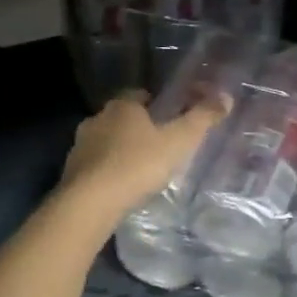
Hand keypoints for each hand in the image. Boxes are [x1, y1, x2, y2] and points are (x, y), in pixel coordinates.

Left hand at [58, 92, 229, 224]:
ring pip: (106, 141)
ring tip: (141, 168)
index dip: (156, 104)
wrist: (90, 202)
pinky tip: (121, 186)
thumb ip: (202, 119)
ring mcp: (80, 145)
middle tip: (159, 145)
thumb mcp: (178, 141)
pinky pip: (95, 164)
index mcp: (122, 106)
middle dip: (138, 127)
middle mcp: (97, 119)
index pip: (140, 94)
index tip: (170, 118)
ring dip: (120, 149)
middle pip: (122, 117)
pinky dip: (107, 170)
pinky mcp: (71, 171)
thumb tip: (226, 97)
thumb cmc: (138, 165)